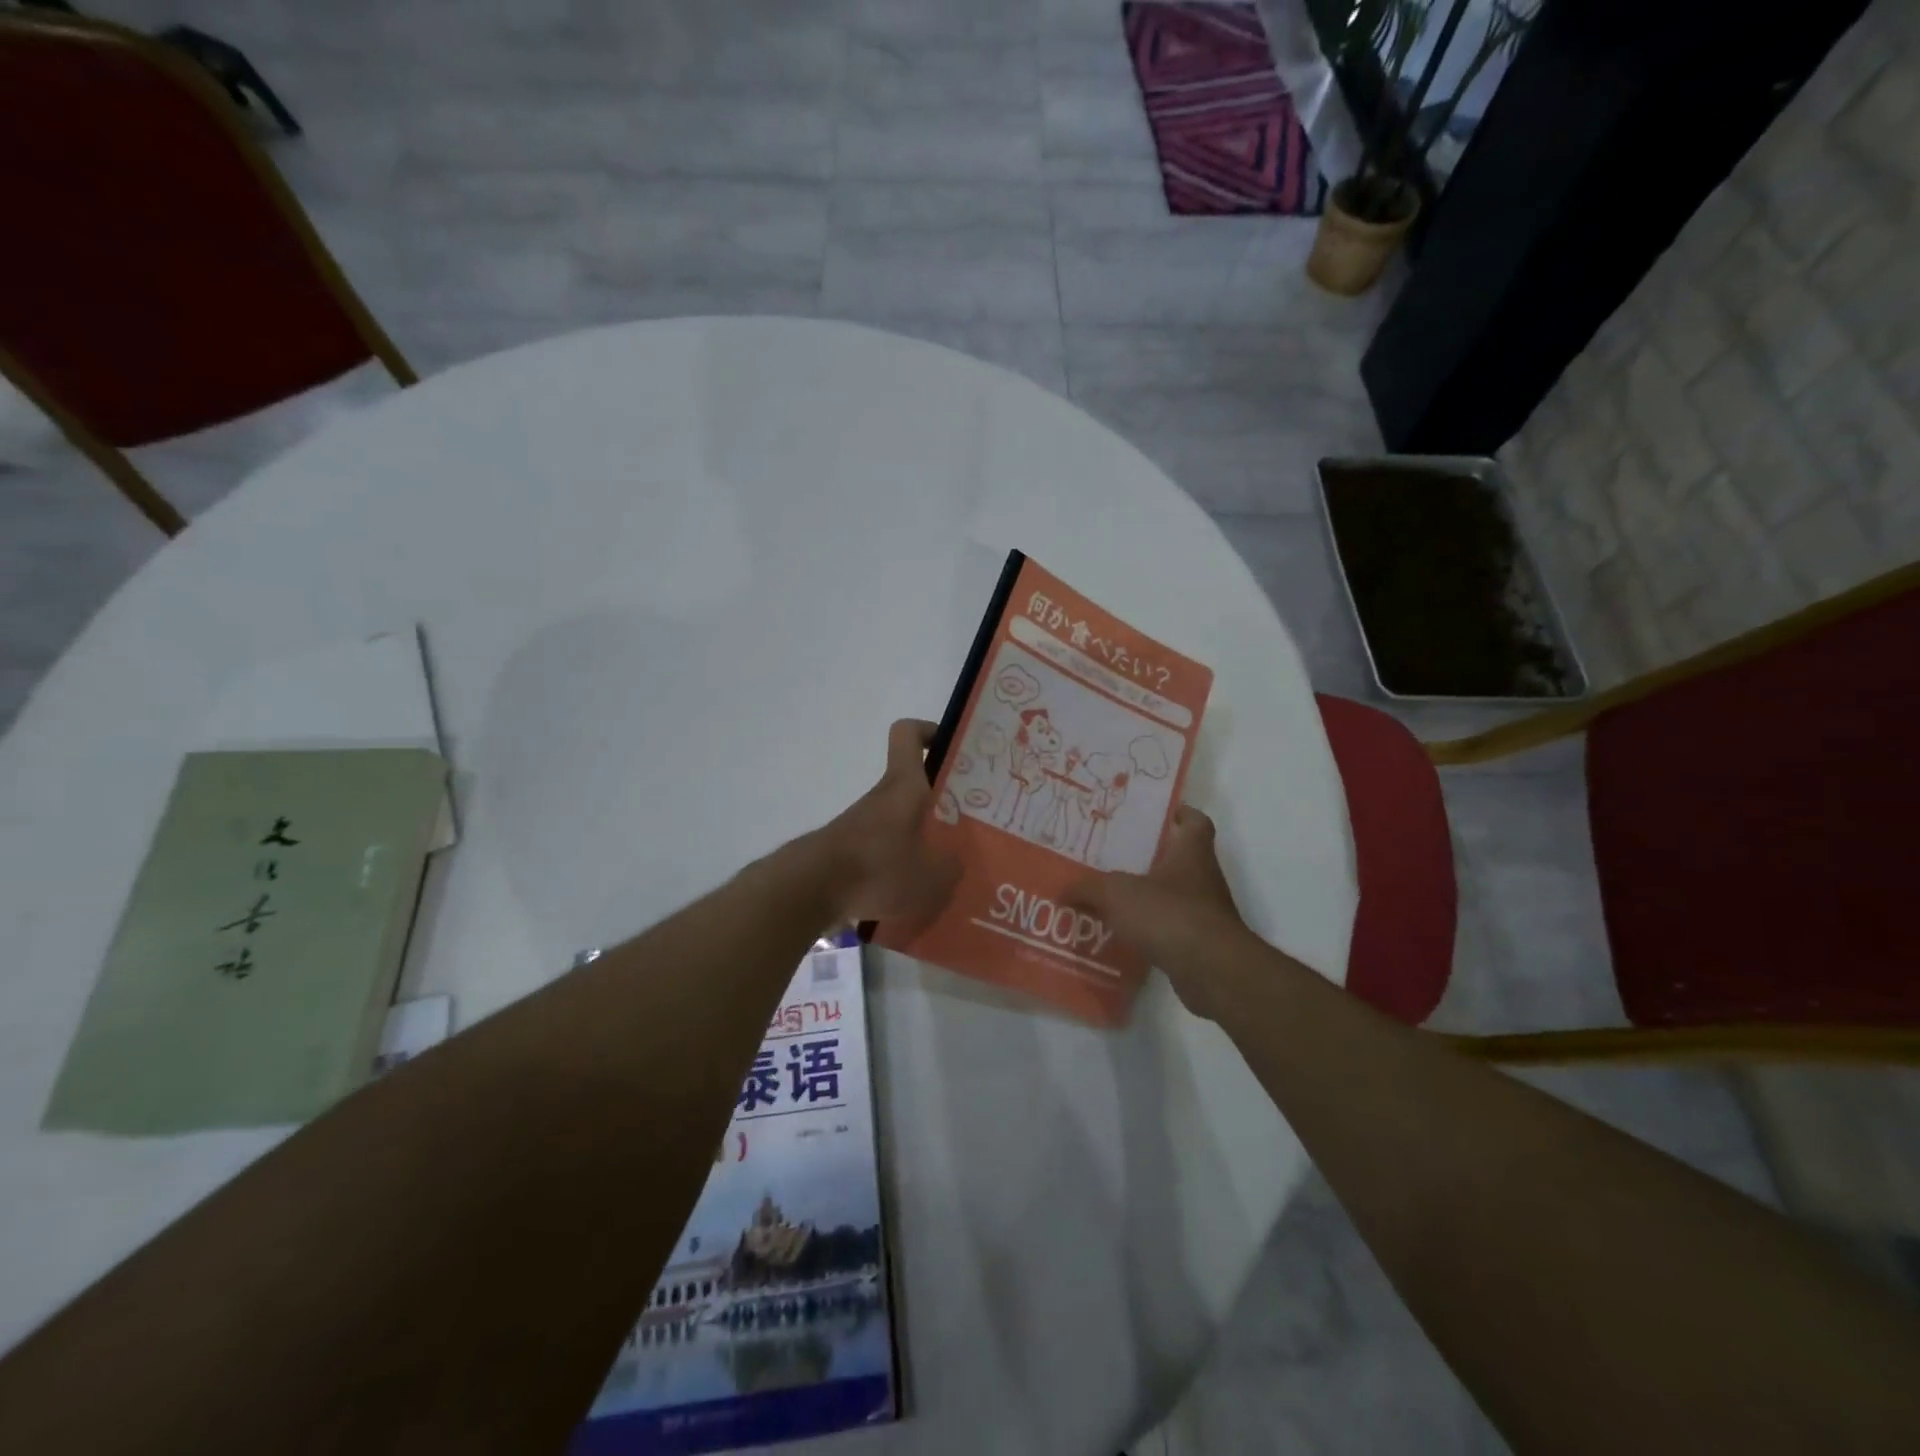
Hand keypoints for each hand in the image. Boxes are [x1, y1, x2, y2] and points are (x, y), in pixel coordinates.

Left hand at [810, 719, 960, 926]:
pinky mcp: (847, 855)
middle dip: (938, 802)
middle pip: (910, 785)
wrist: (812, 891)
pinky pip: (881, 854)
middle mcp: (881, 798)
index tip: (950, 749)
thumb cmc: (878, 869)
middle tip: (966, 825)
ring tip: (942, 873)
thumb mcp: (932, 877)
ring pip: (897, 822)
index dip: (929, 732)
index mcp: (904, 786)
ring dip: (918, 840)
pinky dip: (897, 869)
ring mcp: (860, 826)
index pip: (908, 734)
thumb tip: (954, 863)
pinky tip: (911, 898)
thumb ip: (951, 867)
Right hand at [1068, 805, 1251, 1017]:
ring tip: (1111, 898)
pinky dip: (1151, 930)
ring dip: (1148, 896)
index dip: (1180, 814)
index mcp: (1191, 852)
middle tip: (1115, 856)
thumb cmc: (1168, 914)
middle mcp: (1203, 877)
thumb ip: (1087, 889)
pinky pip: (1171, 928)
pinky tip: (1123, 934)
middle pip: (1179, 858)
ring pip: (1173, 895)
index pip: (1195, 822)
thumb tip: (1062, 890)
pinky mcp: (1200, 943)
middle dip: (1151, 857)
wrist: (1211, 971)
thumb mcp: (1116, 894)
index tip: (1157, 815)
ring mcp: (1205, 912)